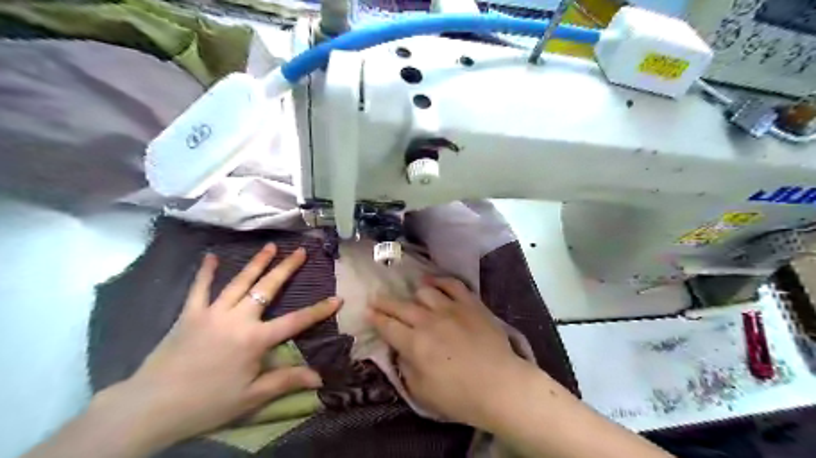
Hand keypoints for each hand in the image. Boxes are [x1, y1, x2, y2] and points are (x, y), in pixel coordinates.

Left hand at [95, 246, 341, 449]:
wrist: (150, 408)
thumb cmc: (207, 403)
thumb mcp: (252, 397)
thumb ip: (286, 381)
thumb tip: (320, 378)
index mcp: (254, 339)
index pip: (295, 321)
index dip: (319, 310)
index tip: (338, 298)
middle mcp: (237, 319)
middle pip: (268, 288)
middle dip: (287, 268)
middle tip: (301, 251)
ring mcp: (211, 313)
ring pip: (239, 282)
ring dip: (257, 263)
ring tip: (271, 246)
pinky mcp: (189, 314)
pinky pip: (199, 288)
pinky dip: (205, 272)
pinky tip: (210, 256)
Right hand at [369, 276, 529, 428]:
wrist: (501, 386)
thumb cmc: (460, 397)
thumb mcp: (422, 393)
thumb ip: (406, 368)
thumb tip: (401, 351)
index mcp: (414, 344)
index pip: (387, 326)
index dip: (375, 319)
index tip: (367, 312)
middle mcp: (428, 321)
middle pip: (400, 306)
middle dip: (384, 302)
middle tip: (376, 299)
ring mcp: (450, 309)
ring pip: (424, 292)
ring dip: (413, 295)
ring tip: (411, 297)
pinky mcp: (470, 304)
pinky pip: (452, 284)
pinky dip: (440, 280)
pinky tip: (433, 281)